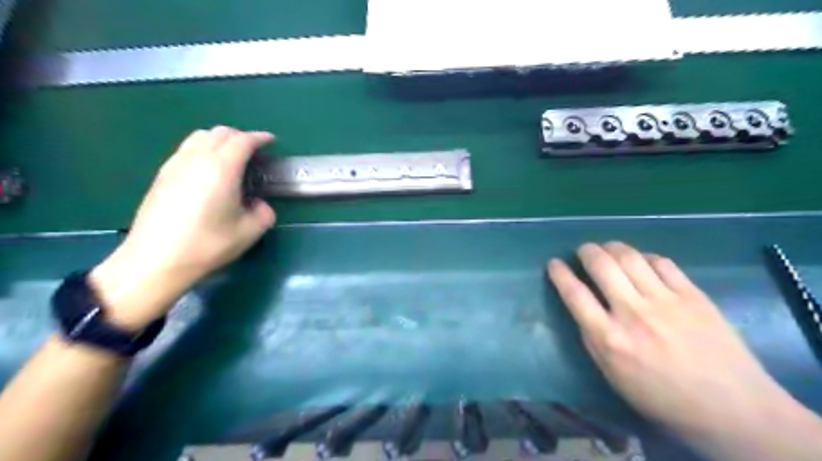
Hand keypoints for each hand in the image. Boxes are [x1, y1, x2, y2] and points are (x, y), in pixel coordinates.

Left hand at [90, 124, 276, 326]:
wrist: (156, 260)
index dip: (260, 138)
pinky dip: (203, 150)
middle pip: (220, 132)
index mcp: (221, 168)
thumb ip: (264, 213)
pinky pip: (186, 150)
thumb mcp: (248, 233)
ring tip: (231, 159)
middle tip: (254, 153)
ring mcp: (175, 165)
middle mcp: (197, 159)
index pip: (243, 140)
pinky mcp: (162, 175)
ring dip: (219, 140)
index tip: (271, 141)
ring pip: (199, 137)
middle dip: (241, 137)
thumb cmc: (207, 244)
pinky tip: (208, 172)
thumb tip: (259, 204)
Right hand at [544, 244, 818, 459]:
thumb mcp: (612, 375)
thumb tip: (583, 309)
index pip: (574, 293)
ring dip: (612, 247)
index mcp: (608, 337)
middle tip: (584, 250)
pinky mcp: (692, 295)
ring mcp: (664, 300)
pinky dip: (646, 256)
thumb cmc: (662, 397)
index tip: (553, 263)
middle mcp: (632, 312)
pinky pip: (662, 263)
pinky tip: (642, 261)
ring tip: (608, 248)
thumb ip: (593, 339)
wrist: (731, 408)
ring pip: (630, 257)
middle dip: (586, 251)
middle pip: (601, 265)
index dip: (559, 273)